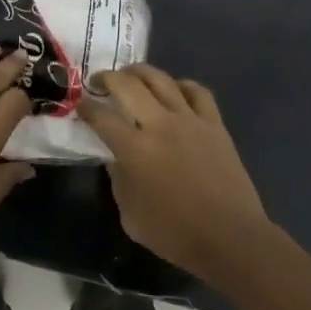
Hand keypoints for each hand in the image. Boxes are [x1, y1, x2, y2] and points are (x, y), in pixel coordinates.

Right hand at [77, 65, 268, 274]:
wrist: (230, 237)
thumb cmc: (175, 233)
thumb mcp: (130, 216)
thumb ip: (119, 181)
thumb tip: (116, 159)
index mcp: (135, 150)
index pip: (102, 117)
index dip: (86, 107)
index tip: (80, 104)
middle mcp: (160, 125)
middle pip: (129, 85)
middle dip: (108, 78)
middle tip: (100, 81)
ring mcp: (191, 120)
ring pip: (162, 80)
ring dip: (141, 72)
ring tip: (131, 75)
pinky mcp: (215, 125)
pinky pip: (198, 92)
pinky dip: (182, 85)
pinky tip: (175, 90)